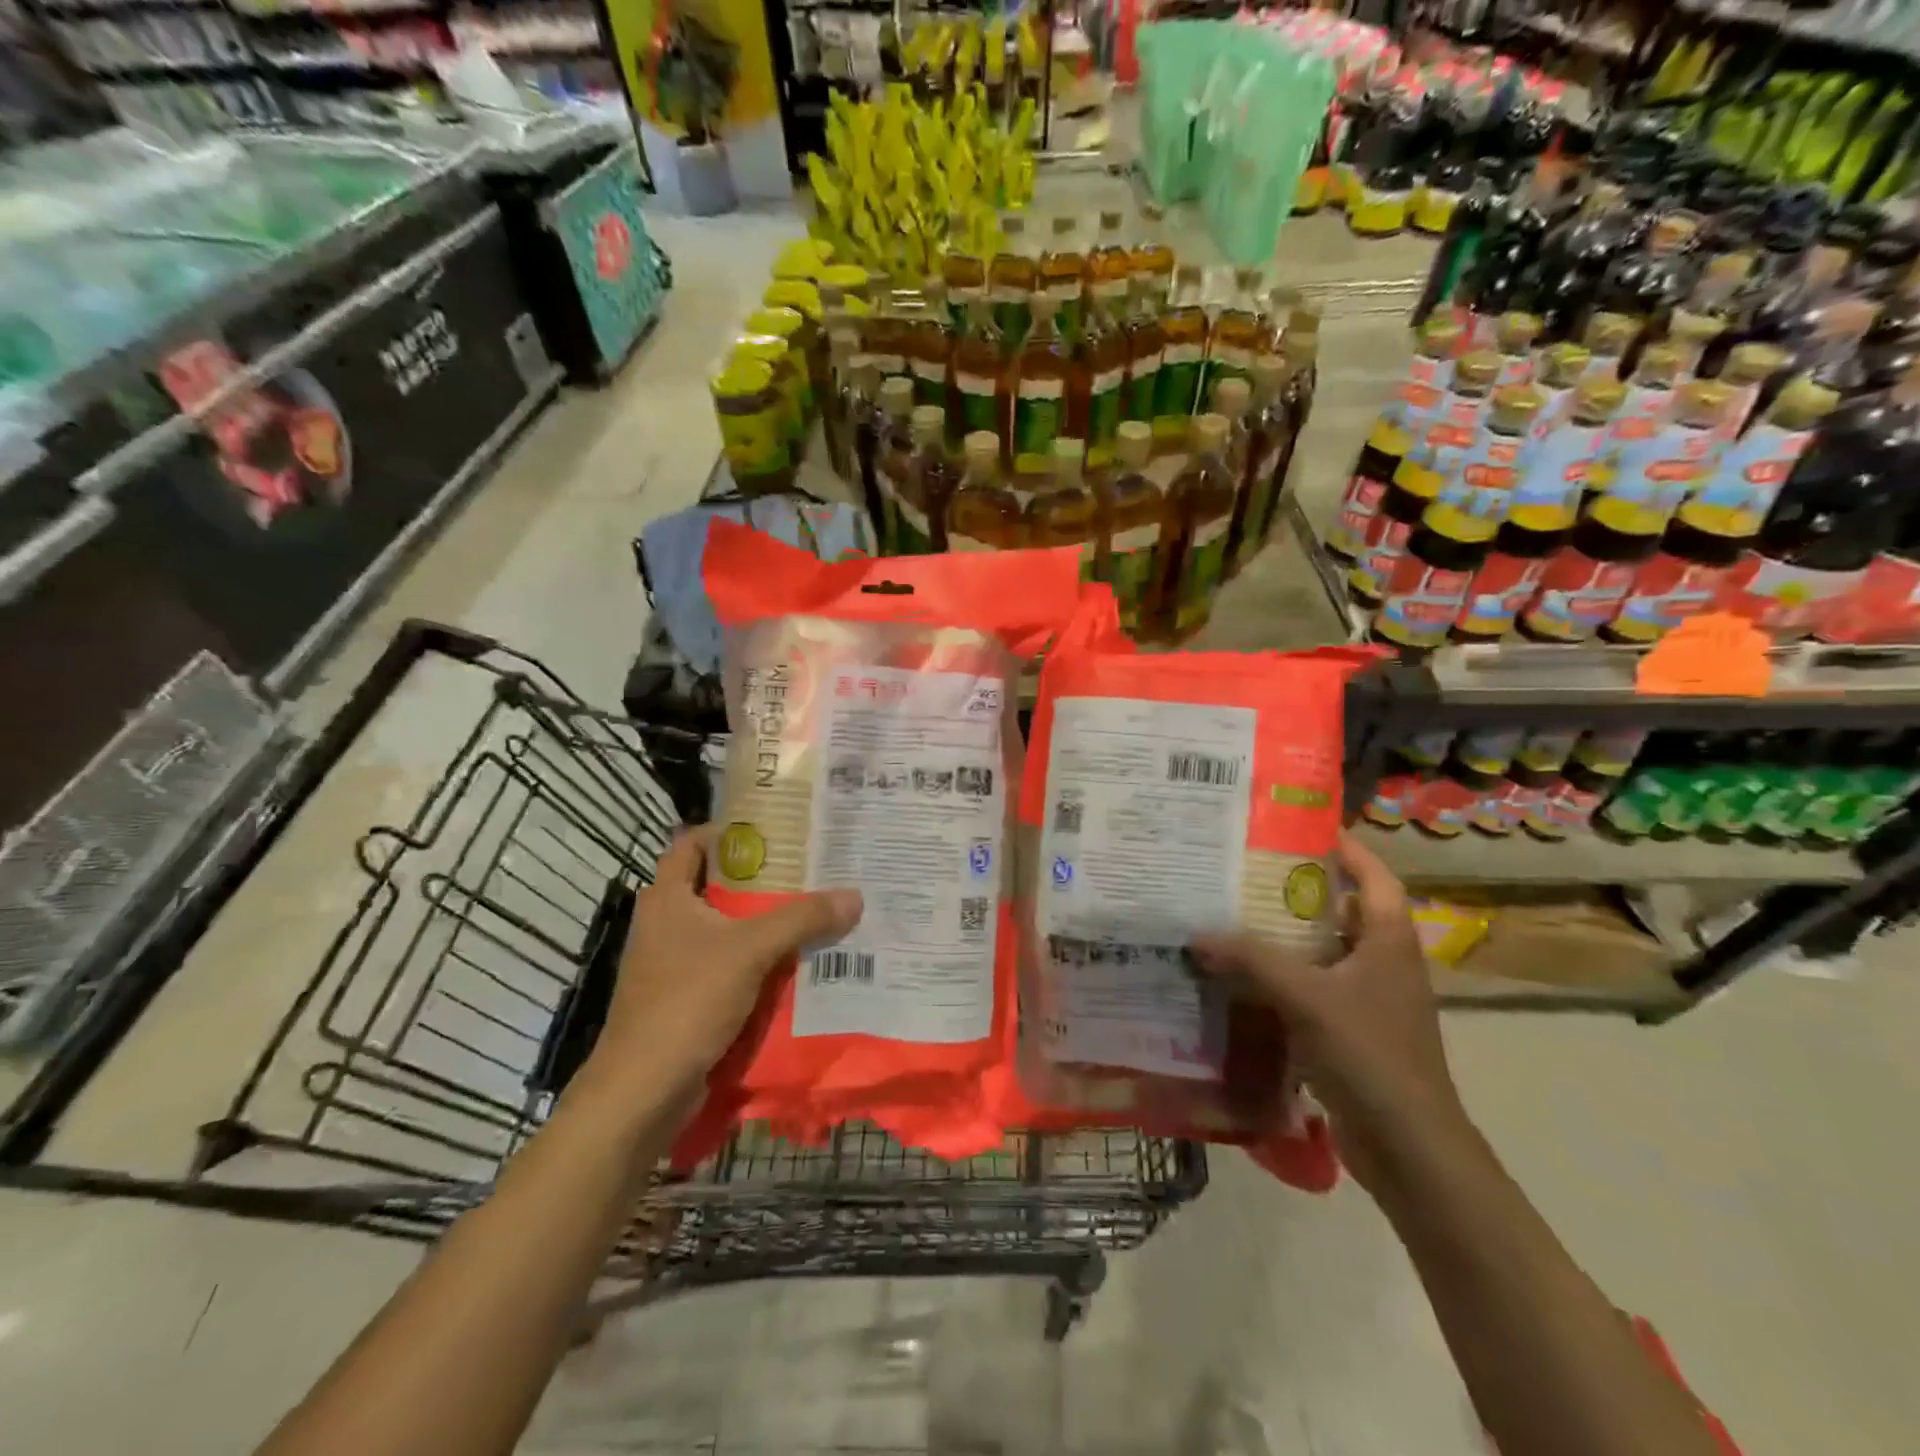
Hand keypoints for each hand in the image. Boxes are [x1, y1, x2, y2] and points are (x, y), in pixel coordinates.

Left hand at [588, 829, 862, 1102]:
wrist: (643, 1091)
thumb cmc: (687, 1001)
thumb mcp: (750, 950)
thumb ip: (802, 919)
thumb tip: (854, 895)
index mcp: (667, 898)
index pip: (692, 843)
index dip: (728, 832)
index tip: (775, 832)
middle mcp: (667, 924)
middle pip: (717, 888)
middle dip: (762, 881)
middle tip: (810, 872)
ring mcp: (674, 965)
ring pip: (728, 931)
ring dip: (766, 925)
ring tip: (815, 914)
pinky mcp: (686, 1000)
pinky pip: (730, 968)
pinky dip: (760, 964)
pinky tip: (799, 965)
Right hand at [1191, 829, 1466, 1188]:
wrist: (1410, 1148)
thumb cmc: (1370, 1055)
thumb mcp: (1307, 996)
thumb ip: (1251, 958)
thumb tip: (1197, 933)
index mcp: (1389, 941)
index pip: (1373, 876)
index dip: (1344, 848)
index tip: (1299, 828)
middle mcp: (1384, 963)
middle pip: (1341, 911)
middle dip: (1298, 891)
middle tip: (1245, 872)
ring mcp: (1370, 1001)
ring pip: (1322, 953)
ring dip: (1284, 938)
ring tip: (1233, 918)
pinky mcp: (1352, 1034)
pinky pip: (1312, 991)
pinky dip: (1281, 981)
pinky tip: (1241, 980)